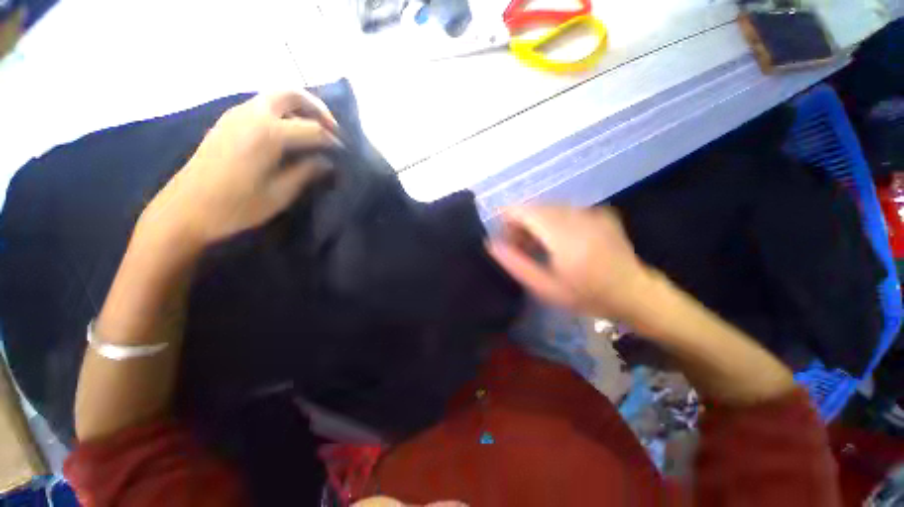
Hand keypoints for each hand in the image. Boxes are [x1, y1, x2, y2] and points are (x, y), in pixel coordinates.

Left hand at [142, 91, 341, 245]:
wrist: (185, 210)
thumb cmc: (236, 207)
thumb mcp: (280, 194)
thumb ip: (307, 172)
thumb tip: (327, 161)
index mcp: (268, 134)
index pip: (312, 129)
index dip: (332, 140)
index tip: (344, 152)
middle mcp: (252, 115)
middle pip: (290, 94)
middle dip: (316, 108)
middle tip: (332, 127)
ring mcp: (236, 115)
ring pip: (274, 96)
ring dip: (298, 107)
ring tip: (313, 129)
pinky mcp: (227, 122)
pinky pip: (260, 105)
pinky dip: (281, 112)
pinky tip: (288, 132)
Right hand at [487, 206, 653, 321]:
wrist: (634, 293)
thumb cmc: (586, 295)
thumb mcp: (544, 287)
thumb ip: (515, 264)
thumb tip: (491, 244)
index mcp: (562, 234)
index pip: (524, 210)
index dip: (507, 218)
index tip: (502, 236)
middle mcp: (576, 215)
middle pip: (535, 207)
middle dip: (520, 223)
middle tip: (518, 247)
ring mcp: (590, 211)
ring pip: (549, 207)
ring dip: (536, 222)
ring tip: (536, 245)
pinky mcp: (599, 213)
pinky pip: (566, 210)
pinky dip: (553, 221)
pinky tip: (557, 240)